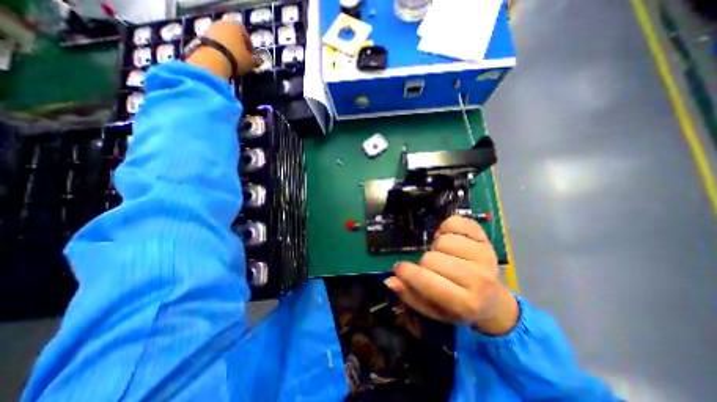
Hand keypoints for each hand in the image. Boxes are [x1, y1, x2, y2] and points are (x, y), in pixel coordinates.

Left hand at [185, 20, 261, 78]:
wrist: (213, 59)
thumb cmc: (236, 58)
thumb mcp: (250, 62)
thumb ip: (255, 60)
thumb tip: (258, 61)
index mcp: (236, 27)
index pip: (246, 33)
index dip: (250, 45)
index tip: (252, 56)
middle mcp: (223, 24)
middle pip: (233, 34)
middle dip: (238, 45)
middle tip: (243, 58)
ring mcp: (211, 28)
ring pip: (224, 38)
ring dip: (229, 47)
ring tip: (233, 60)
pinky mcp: (202, 36)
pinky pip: (215, 43)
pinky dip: (220, 49)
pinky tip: (224, 60)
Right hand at [383, 215, 518, 334]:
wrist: (492, 300)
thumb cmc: (458, 307)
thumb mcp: (433, 309)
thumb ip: (410, 296)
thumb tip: (390, 280)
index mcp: (464, 304)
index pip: (425, 280)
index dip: (406, 272)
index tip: (399, 268)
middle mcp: (478, 279)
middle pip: (432, 258)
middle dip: (424, 262)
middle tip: (431, 268)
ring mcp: (484, 256)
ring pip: (443, 240)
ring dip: (436, 246)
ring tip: (443, 255)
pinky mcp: (485, 239)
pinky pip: (456, 222)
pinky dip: (447, 227)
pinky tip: (449, 239)